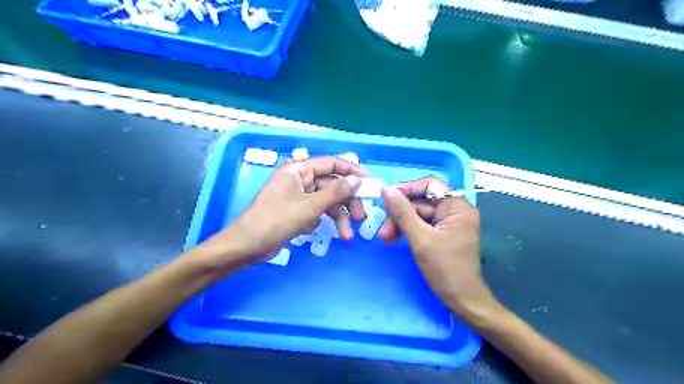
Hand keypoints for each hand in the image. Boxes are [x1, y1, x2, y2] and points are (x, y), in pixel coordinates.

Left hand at [201, 156, 370, 266]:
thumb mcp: (309, 206)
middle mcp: (300, 179)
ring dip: (338, 217)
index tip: (371, 184)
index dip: (353, 172)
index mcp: (299, 170)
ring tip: (347, 236)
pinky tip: (313, 231)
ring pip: (326, 201)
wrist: (247, 246)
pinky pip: (316, 211)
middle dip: (348, 202)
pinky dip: (321, 221)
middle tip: (361, 218)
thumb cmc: (276, 221)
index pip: (332, 164)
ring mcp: (298, 195)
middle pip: (332, 184)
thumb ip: (335, 192)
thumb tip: (356, 180)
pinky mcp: (296, 210)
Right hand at [380, 179, 498, 321]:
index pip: (430, 185)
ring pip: (418, 214)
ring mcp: (448, 223)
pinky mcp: (442, 234)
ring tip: (386, 239)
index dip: (407, 189)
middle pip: (421, 202)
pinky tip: (395, 240)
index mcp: (457, 207)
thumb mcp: (420, 239)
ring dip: (400, 224)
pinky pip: (421, 225)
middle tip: (384, 231)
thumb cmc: (445, 269)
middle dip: (400, 214)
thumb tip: (386, 190)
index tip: (387, 198)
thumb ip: (402, 212)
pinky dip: (407, 231)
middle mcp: (455, 211)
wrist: (462, 301)